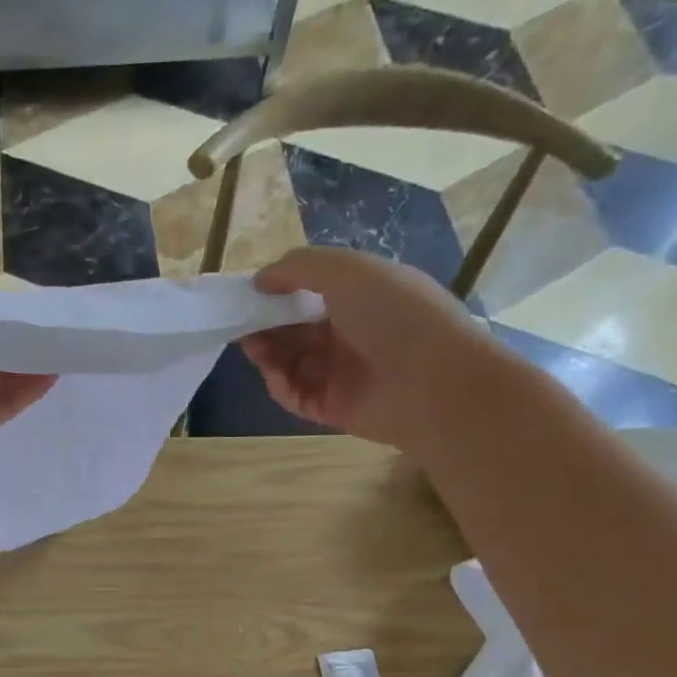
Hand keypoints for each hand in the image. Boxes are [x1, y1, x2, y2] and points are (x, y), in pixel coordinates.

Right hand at [243, 246, 499, 447]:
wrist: (435, 383)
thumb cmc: (395, 314)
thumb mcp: (348, 271)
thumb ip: (299, 267)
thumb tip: (260, 280)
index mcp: (363, 296)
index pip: (311, 293)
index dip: (279, 292)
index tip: (251, 293)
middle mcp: (353, 333)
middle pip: (296, 329)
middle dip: (267, 325)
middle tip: (242, 324)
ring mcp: (344, 373)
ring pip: (292, 362)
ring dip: (268, 354)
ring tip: (252, 347)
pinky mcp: (334, 408)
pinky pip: (297, 395)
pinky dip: (281, 384)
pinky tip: (274, 374)